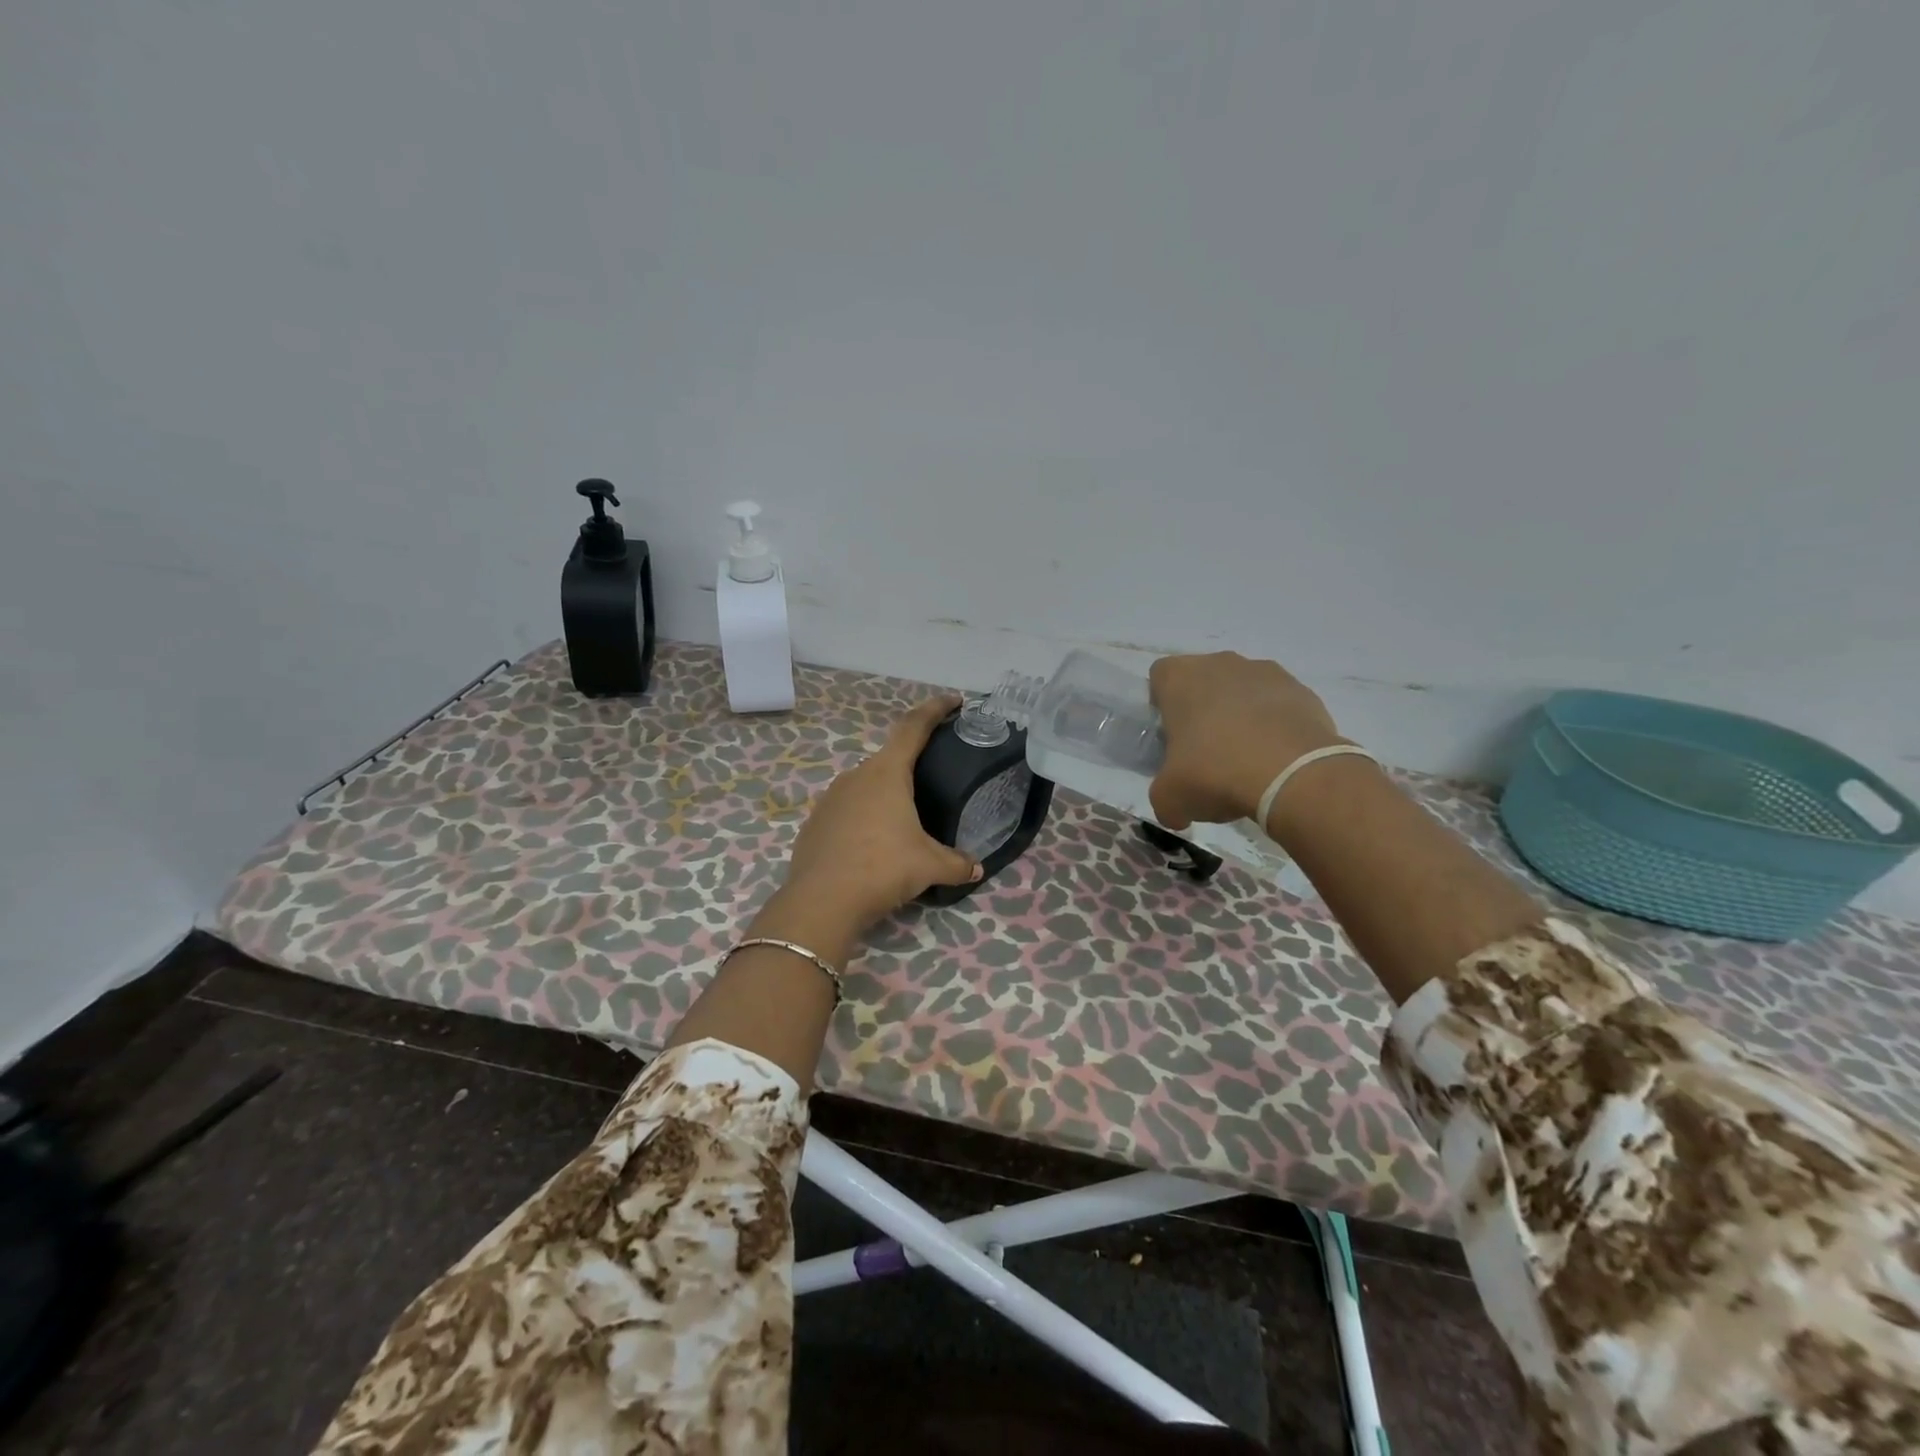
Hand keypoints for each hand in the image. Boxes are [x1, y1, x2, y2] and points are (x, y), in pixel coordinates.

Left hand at [769, 695, 982, 946]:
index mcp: (887, 773)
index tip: (954, 700)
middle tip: (933, 781)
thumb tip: (977, 870)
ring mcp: (830, 798)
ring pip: (866, 787)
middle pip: (890, 760)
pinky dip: (863, 819)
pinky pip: (847, 811)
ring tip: (904, 821)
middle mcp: (856, 776)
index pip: (914, 727)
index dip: (935, 710)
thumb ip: (956, 864)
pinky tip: (872, 846)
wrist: (822, 901)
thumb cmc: (882, 868)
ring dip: (886, 797)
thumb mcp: (929, 866)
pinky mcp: (815, 823)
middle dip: (912, 767)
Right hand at [1147, 652, 1346, 831]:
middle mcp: (1221, 663)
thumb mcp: (1170, 798)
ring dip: (1241, 715)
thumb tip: (1177, 815)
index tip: (1171, 736)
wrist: (1294, 775)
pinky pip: (1278, 705)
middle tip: (1205, 751)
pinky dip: (1275, 726)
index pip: (1161, 676)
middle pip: (1204, 681)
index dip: (1163, 705)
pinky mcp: (1302, 691)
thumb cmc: (1215, 773)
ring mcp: (1266, 672)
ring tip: (1246, 759)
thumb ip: (1164, 799)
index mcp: (1181, 678)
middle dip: (1203, 710)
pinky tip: (1276, 760)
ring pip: (1243, 690)